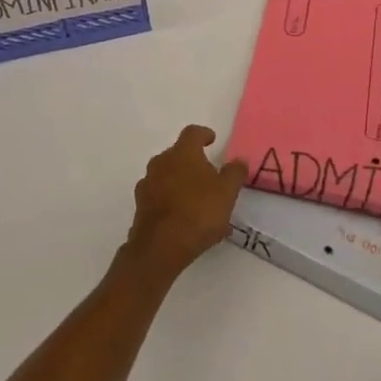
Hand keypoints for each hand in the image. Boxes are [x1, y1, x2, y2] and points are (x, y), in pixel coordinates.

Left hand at [125, 125, 248, 276]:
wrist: (160, 247)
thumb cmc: (198, 212)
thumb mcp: (226, 193)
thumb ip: (234, 173)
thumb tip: (239, 160)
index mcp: (182, 152)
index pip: (192, 133)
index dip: (203, 134)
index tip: (212, 139)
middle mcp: (161, 162)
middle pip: (178, 154)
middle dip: (193, 162)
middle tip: (209, 176)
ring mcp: (147, 183)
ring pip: (167, 176)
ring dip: (182, 183)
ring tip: (199, 202)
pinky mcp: (140, 205)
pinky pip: (160, 196)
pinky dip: (172, 201)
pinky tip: (185, 219)